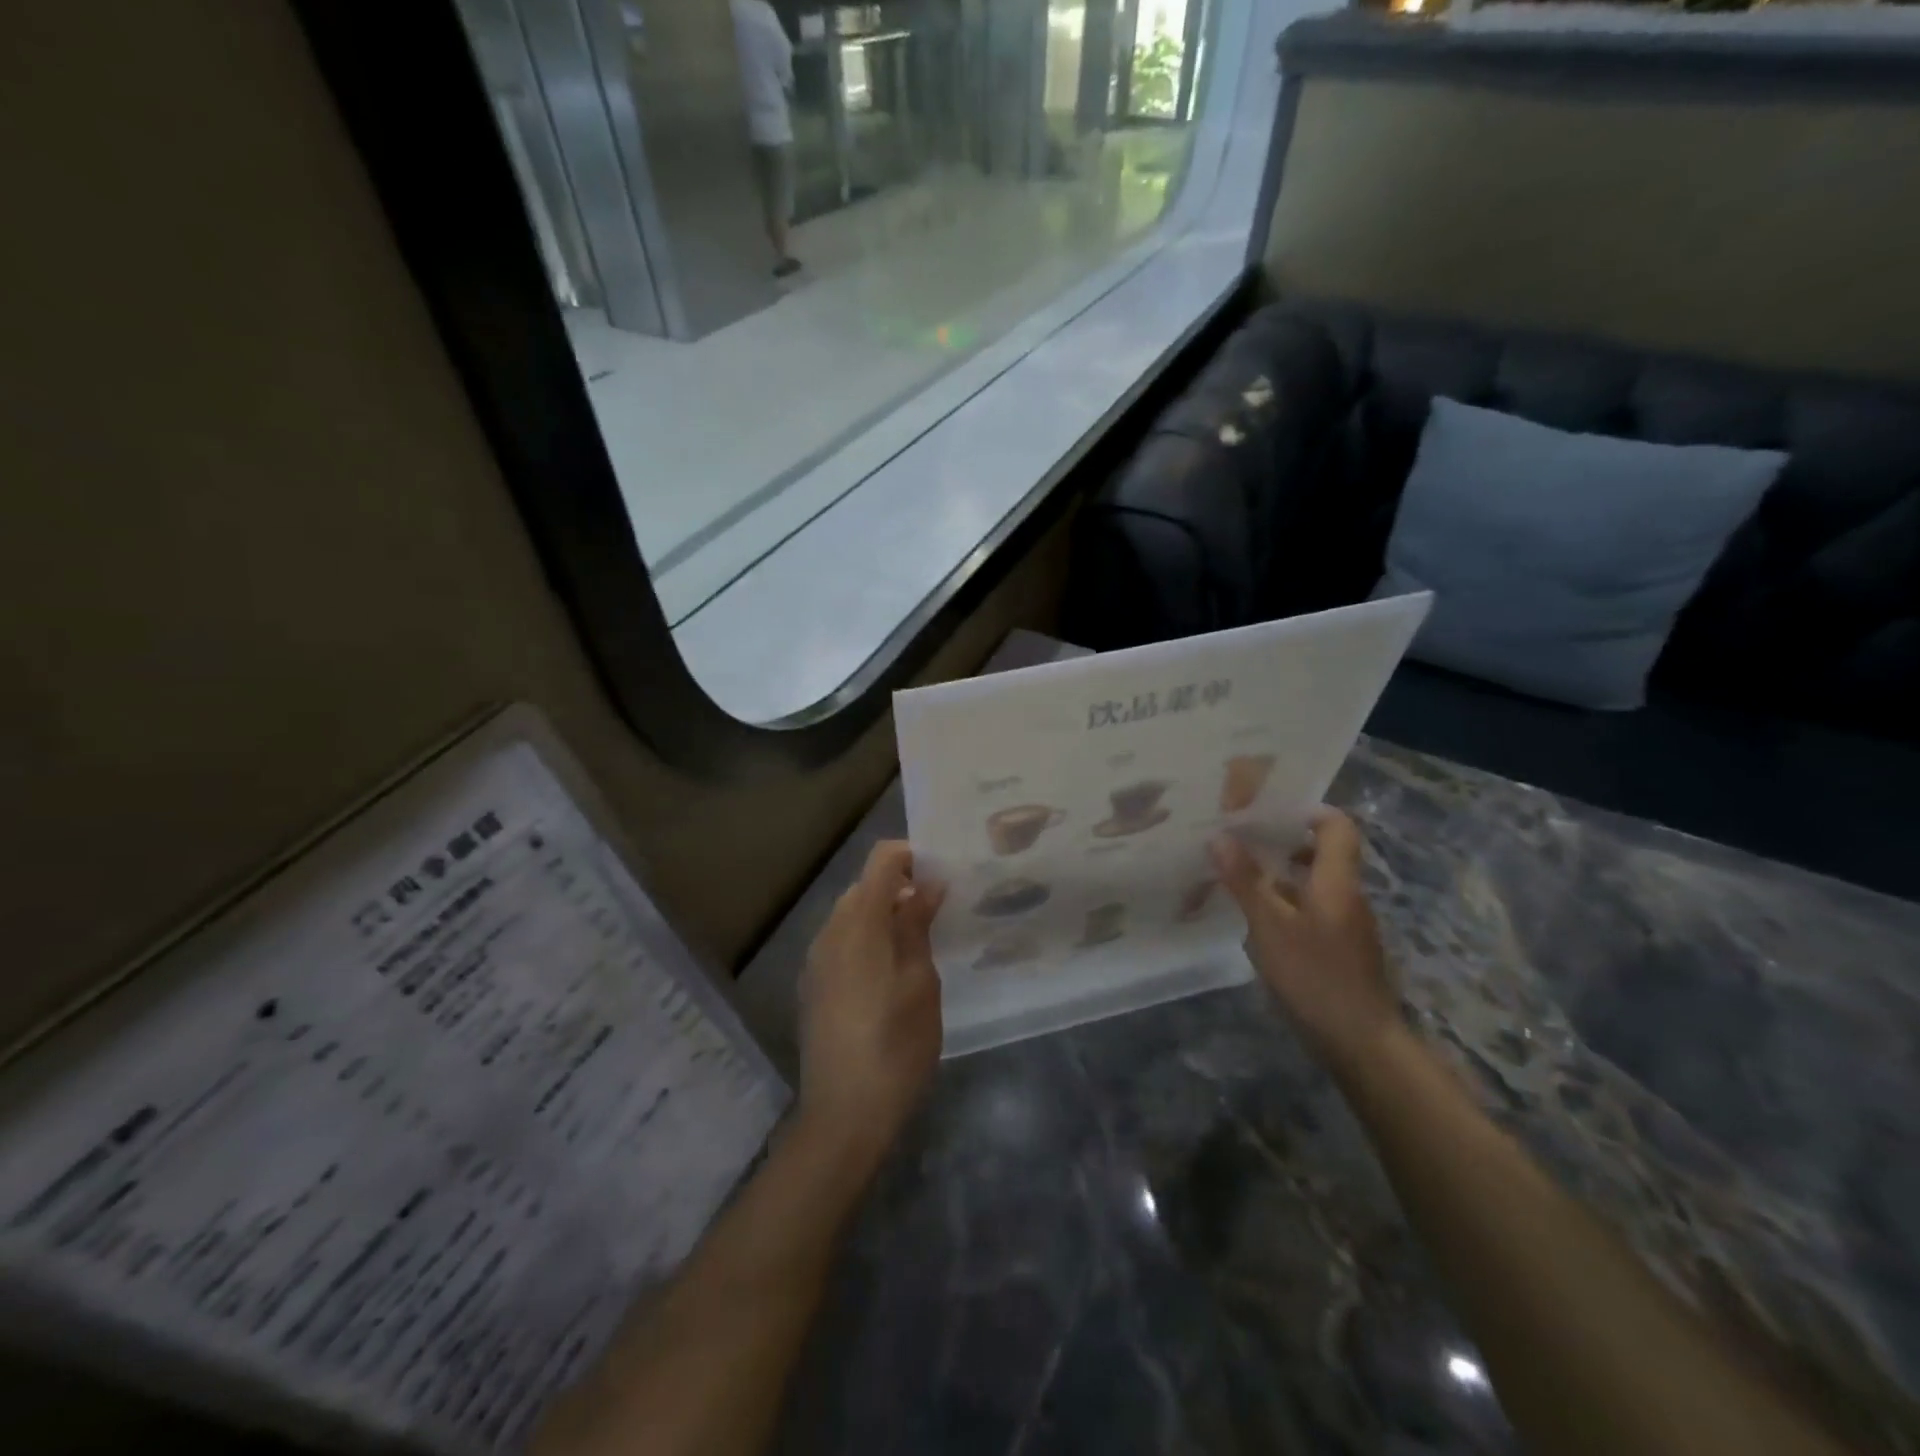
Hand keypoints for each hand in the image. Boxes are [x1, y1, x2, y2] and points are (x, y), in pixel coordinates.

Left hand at [797, 841, 944, 1166]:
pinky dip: (866, 940)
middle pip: (864, 887)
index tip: (942, 872)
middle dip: (900, 888)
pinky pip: (841, 943)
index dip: (911, 855)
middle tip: (939, 912)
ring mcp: (815, 960)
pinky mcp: (812, 986)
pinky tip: (890, 974)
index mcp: (859, 923)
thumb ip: (917, 925)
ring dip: (883, 916)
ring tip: (919, 943)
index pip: (881, 861)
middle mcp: (829, 932)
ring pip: (851, 916)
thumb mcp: (921, 982)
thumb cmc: (896, 1044)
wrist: (844, 1114)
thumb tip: (926, 885)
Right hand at [1211, 809, 1399, 1076]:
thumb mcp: (1270, 927)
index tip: (1269, 810)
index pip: (1338, 827)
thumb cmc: (1316, 977)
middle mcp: (1349, 896)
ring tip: (1242, 877)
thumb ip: (1245, 881)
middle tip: (1243, 841)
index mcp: (1337, 881)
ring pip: (1318, 884)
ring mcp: (1350, 925)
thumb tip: (1219, 836)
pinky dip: (1290, 904)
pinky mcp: (1344, 950)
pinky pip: (1316, 910)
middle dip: (1285, 843)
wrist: (1363, 1044)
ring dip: (1284, 875)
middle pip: (1326, 853)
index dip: (1309, 811)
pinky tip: (1261, 920)